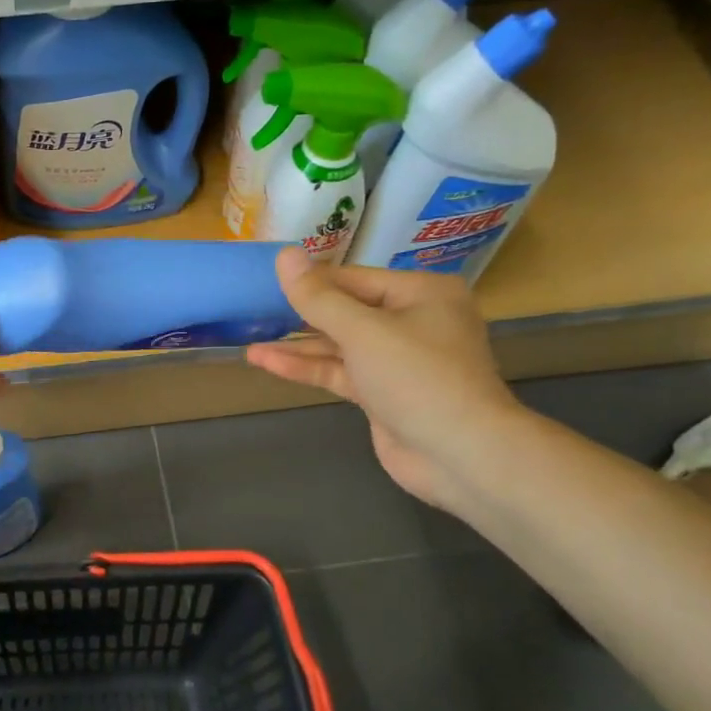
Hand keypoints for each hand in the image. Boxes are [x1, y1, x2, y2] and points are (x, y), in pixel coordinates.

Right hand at [247, 248, 527, 510]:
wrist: (460, 455)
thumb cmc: (417, 377)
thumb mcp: (362, 331)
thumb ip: (318, 297)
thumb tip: (284, 254)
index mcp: (421, 292)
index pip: (352, 278)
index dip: (309, 280)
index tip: (264, 279)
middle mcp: (413, 320)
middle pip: (345, 310)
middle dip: (300, 315)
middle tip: (253, 310)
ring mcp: (398, 360)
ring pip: (339, 345)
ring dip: (297, 346)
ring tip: (249, 344)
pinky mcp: (383, 393)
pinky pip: (340, 372)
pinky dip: (307, 368)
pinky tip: (267, 363)